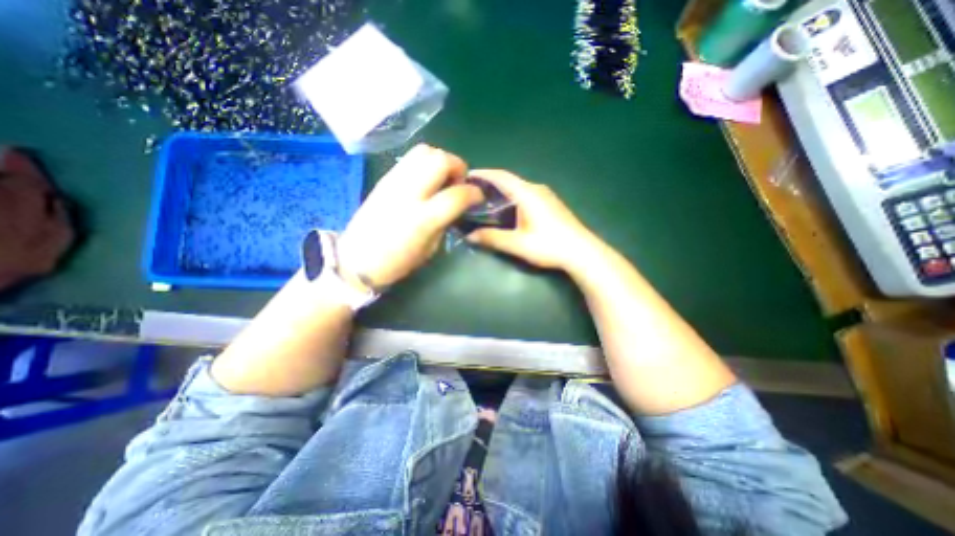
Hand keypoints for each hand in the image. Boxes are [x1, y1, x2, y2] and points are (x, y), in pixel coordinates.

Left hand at [337, 144, 485, 289]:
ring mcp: (394, 182)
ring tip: (442, 178)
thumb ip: (445, 222)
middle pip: (440, 160)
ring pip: (424, 151)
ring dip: (440, 160)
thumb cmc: (397, 262)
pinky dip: (425, 162)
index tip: (477, 197)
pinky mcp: (384, 178)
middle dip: (458, 166)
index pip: (457, 194)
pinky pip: (409, 158)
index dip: (474, 193)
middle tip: (458, 183)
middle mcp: (409, 193)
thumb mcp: (430, 249)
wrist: (356, 260)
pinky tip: (425, 179)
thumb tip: (456, 205)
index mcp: (423, 218)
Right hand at [464, 169, 593, 271]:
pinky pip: (526, 194)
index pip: (501, 176)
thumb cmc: (549, 245)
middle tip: (471, 192)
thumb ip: (492, 238)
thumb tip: (469, 235)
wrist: (582, 252)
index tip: (466, 175)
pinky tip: (506, 209)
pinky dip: (511, 197)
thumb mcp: (518, 244)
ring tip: (484, 200)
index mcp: (527, 193)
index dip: (483, 174)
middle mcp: (536, 189)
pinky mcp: (551, 204)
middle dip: (489, 183)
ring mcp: (546, 196)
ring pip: (518, 188)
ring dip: (501, 190)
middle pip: (509, 180)